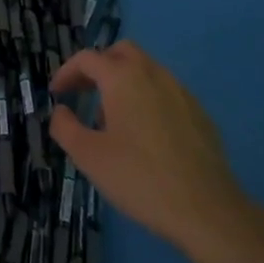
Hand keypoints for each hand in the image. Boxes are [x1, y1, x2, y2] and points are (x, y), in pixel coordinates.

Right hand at [49, 41, 263, 262]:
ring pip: (147, 71)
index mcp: (123, 78)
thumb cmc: (139, 177)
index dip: (66, 72)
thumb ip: (65, 127)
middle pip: (121, 53)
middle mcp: (154, 74)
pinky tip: (145, 135)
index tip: (57, 94)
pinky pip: (166, 93)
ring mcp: (181, 92)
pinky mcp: (200, 114)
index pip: (87, 58)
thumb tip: (61, 111)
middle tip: (84, 92)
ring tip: (112, 119)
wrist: (206, 210)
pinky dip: (147, 99)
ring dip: (123, 82)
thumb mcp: (88, 156)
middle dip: (98, 66)